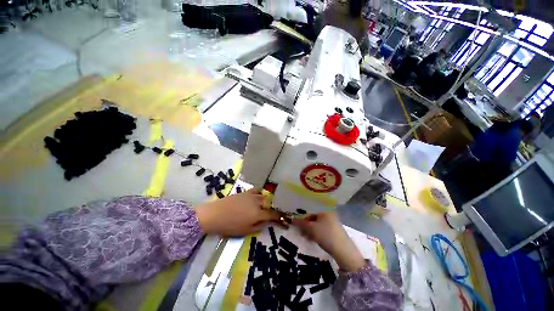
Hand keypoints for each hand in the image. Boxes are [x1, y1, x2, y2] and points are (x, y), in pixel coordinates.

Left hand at [195, 188, 280, 236]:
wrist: (215, 214)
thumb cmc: (229, 226)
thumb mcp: (245, 231)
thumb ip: (258, 226)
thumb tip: (266, 222)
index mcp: (258, 214)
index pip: (273, 214)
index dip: (279, 216)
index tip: (283, 218)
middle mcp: (257, 203)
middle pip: (269, 204)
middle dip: (272, 208)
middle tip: (271, 213)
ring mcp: (251, 196)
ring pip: (264, 196)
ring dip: (266, 201)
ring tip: (264, 205)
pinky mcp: (245, 192)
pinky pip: (256, 190)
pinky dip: (259, 193)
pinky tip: (257, 196)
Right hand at [293, 212, 365, 271]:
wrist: (343, 251)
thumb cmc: (326, 235)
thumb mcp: (311, 228)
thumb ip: (300, 222)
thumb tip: (291, 219)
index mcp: (323, 209)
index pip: (309, 208)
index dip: (301, 213)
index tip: (294, 218)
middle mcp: (327, 212)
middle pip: (312, 215)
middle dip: (304, 222)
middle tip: (298, 228)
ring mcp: (331, 221)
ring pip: (316, 222)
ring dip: (308, 228)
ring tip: (303, 236)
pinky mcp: (332, 229)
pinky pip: (320, 227)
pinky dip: (314, 231)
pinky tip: (310, 238)